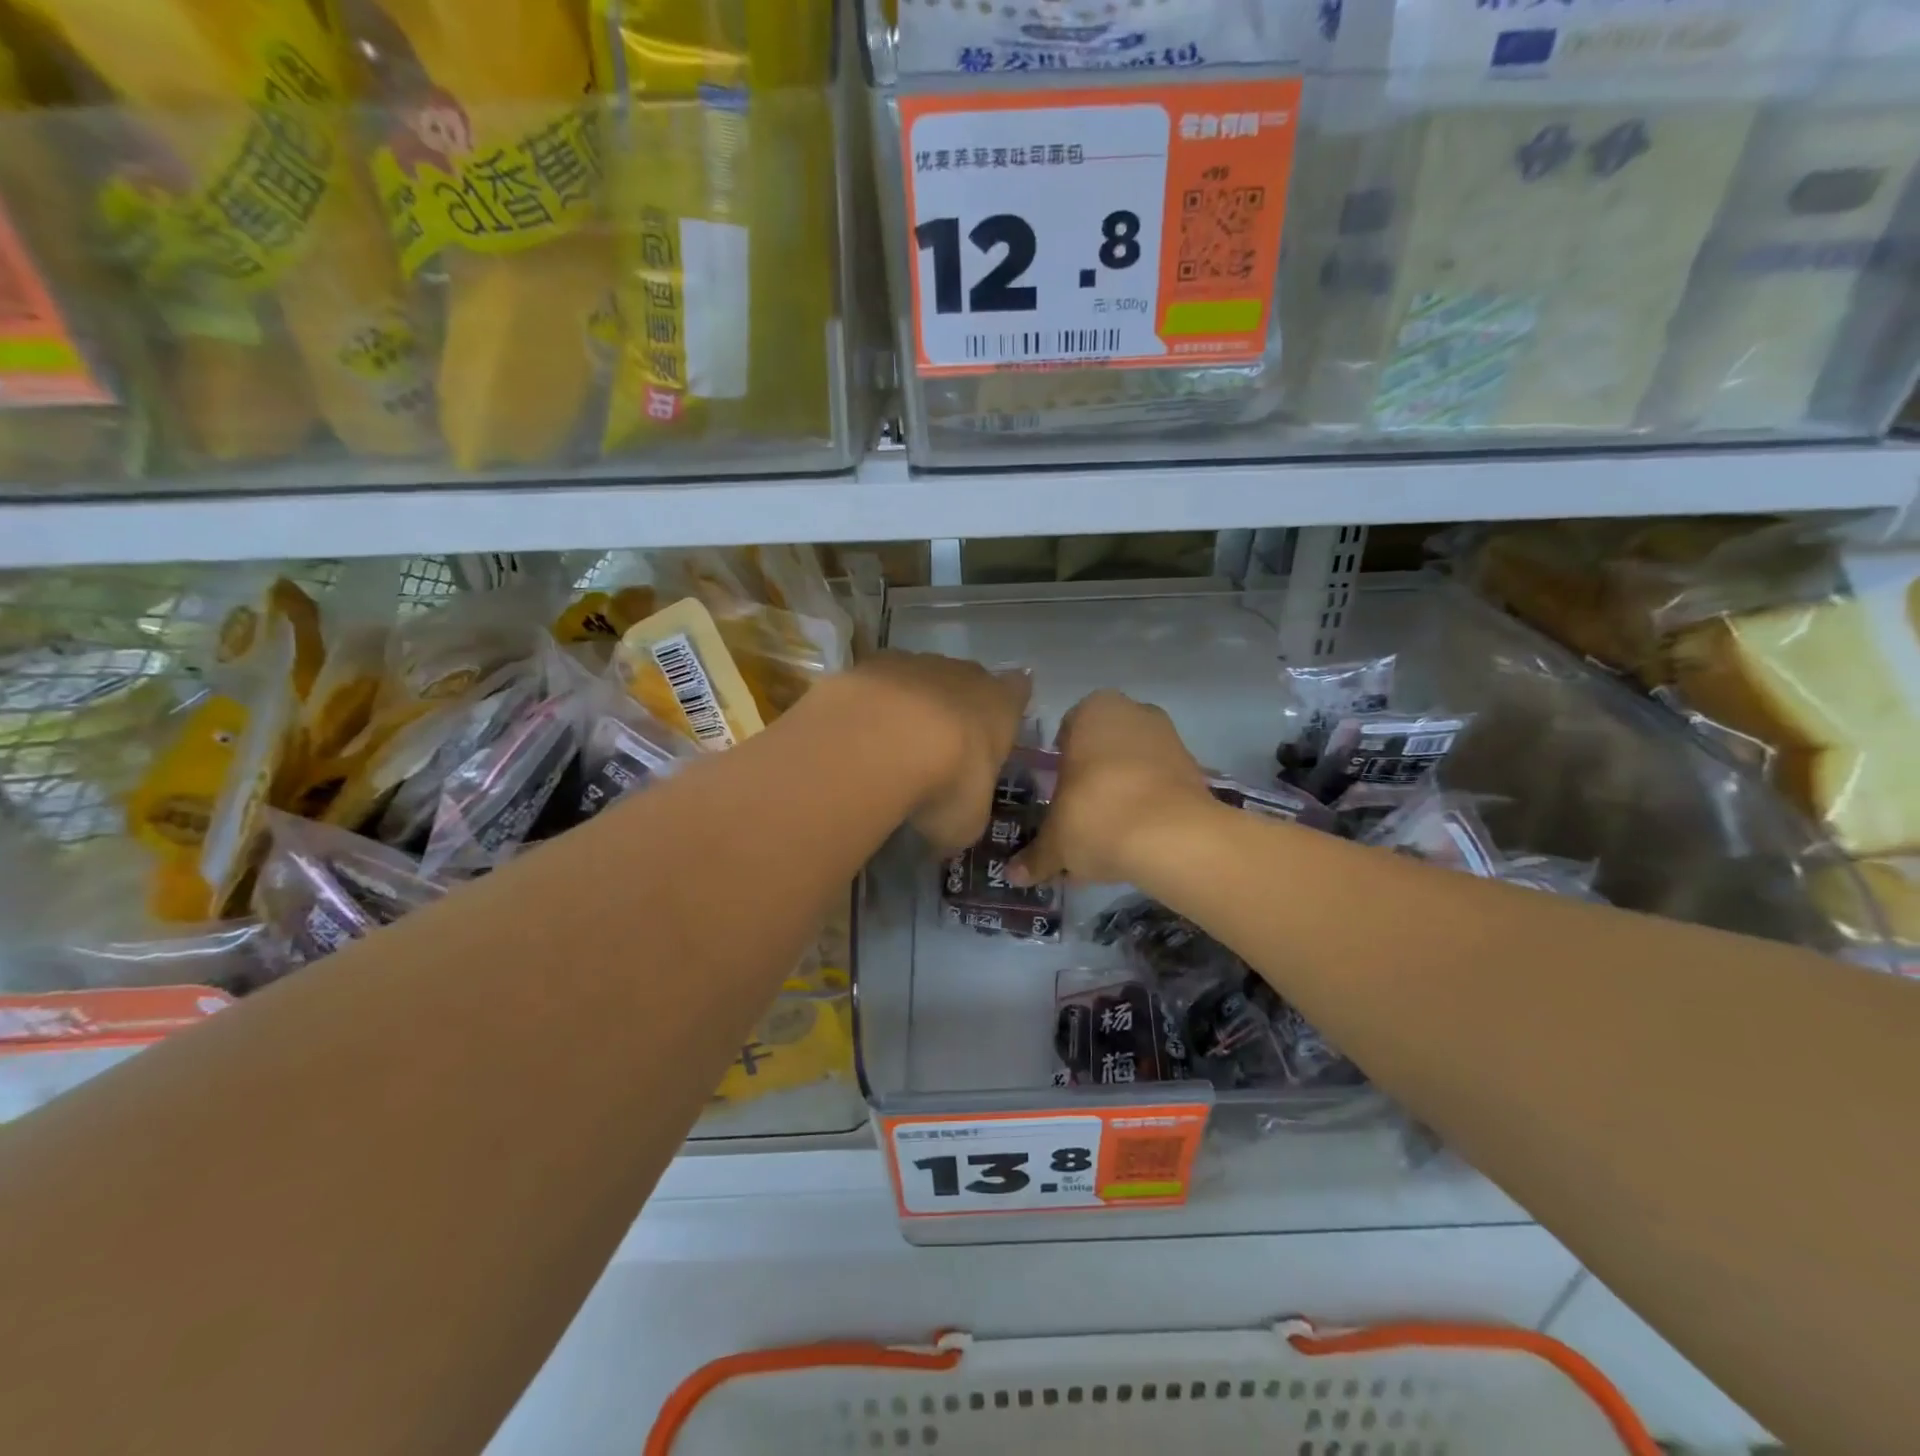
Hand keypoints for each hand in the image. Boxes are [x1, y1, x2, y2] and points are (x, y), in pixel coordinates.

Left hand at [845, 652, 1031, 852]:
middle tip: (938, 750)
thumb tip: (951, 824)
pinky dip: (870, 706)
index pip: (1018, 690)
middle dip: (955, 709)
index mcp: (1001, 705)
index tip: (996, 725)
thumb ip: (966, 813)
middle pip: (966, 683)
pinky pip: (875, 686)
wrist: (880, 743)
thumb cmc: (947, 783)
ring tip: (889, 746)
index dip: (1008, 705)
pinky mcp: (870, 664)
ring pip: (919, 680)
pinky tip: (858, 735)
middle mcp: (964, 674)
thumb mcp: (966, 821)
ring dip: (909, 707)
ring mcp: (915, 663)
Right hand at [1009, 690, 1213, 886]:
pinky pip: (1158, 786)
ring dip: (1120, 793)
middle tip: (1077, 814)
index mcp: (1092, 711)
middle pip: (1102, 747)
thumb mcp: (1056, 842)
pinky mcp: (1195, 769)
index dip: (1059, 762)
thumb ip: (1035, 856)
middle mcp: (1133, 713)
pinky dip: (1147, 807)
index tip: (1055, 793)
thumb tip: (1014, 875)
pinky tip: (1134, 842)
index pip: (1066, 731)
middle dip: (1092, 778)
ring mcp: (1169, 738)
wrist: (1172, 837)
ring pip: (1133, 766)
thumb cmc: (1096, 816)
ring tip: (1106, 837)